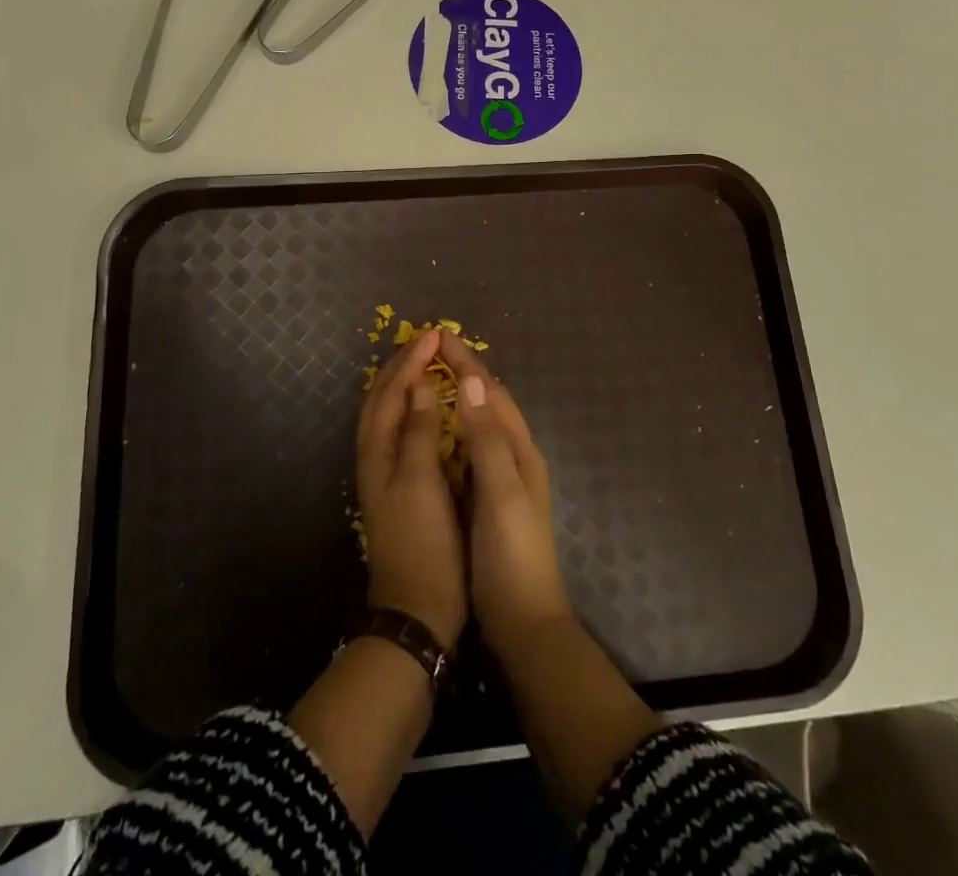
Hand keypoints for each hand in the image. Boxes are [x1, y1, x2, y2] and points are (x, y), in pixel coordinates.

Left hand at [357, 328, 466, 647]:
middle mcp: (376, 455)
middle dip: (404, 364)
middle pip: (384, 397)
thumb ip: (419, 430)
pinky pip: (401, 430)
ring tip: (427, 362)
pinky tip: (429, 408)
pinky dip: (412, 407)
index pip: (392, 391)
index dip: (412, 360)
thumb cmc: (423, 541)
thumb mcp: (421, 481)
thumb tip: (421, 383)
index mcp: (378, 450)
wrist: (416, 608)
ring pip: (390, 412)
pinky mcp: (400, 485)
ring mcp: (385, 471)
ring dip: (405, 382)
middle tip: (429, 340)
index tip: (437, 334)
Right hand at [440, 332, 573, 653]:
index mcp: (520, 450)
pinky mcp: (491, 497)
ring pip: (482, 422)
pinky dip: (457, 426)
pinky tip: (440, 431)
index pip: (491, 393)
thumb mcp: (500, 493)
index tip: (440, 335)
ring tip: (435, 376)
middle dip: (465, 371)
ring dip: (462, 395)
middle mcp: (516, 456)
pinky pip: (473, 447)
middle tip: (433, 349)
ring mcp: (505, 478)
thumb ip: (486, 438)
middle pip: (489, 402)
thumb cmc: (512, 554)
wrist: (524, 622)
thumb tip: (472, 380)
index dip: (467, 362)